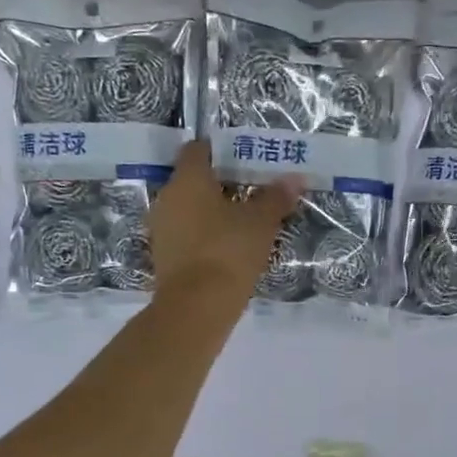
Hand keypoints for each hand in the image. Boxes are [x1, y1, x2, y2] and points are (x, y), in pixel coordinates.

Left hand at [149, 140, 301, 306]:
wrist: (196, 307)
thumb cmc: (228, 251)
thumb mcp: (260, 223)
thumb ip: (276, 198)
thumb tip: (294, 178)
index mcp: (187, 179)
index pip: (198, 149)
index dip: (221, 151)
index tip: (245, 161)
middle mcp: (167, 197)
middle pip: (193, 180)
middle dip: (220, 184)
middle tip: (251, 193)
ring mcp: (162, 229)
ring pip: (189, 210)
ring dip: (212, 213)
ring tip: (243, 224)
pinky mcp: (164, 257)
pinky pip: (186, 235)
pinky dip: (204, 236)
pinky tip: (227, 249)